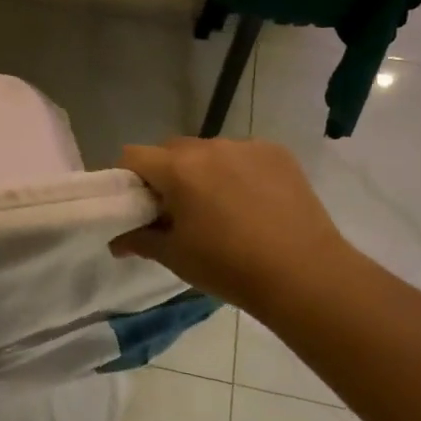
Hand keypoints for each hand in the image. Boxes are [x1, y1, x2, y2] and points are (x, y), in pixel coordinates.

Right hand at [113, 138, 349, 313]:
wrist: (303, 274)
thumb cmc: (228, 267)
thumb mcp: (175, 257)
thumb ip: (140, 240)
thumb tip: (117, 240)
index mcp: (178, 169)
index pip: (133, 155)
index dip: (129, 178)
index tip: (139, 205)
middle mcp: (210, 147)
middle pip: (171, 150)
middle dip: (166, 174)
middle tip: (178, 211)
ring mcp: (247, 147)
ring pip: (208, 151)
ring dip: (203, 172)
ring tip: (221, 209)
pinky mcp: (277, 153)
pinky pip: (242, 155)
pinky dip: (236, 172)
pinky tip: (252, 203)